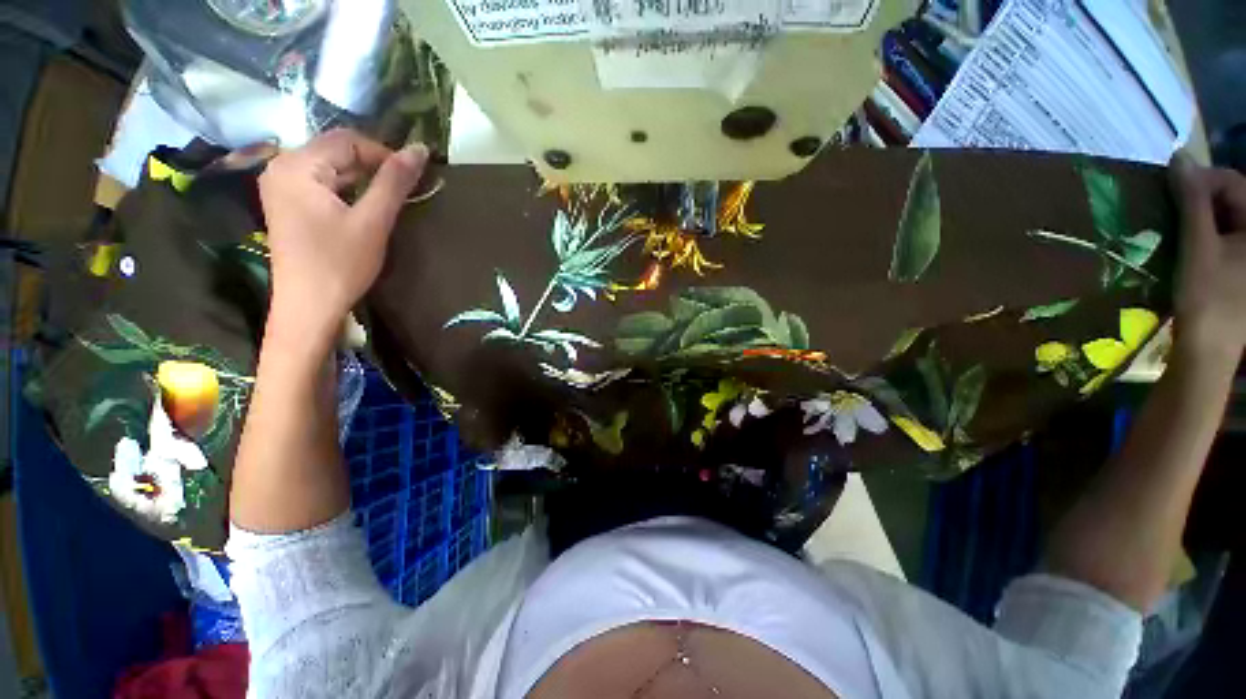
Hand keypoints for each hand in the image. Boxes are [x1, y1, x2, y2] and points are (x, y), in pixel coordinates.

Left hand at [258, 129, 426, 340]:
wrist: (309, 306)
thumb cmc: (340, 264)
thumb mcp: (373, 222)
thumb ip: (394, 183)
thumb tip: (419, 149)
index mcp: (297, 165)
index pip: (347, 141)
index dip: (384, 154)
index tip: (413, 179)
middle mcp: (282, 167)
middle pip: (336, 151)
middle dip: (374, 167)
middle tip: (406, 190)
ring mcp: (281, 186)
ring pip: (331, 167)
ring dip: (363, 179)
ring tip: (390, 200)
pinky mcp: (288, 203)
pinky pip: (323, 184)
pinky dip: (348, 190)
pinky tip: (364, 207)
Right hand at [1170, 154, 1245, 365]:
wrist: (1209, 351)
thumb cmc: (1208, 297)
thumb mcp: (1198, 246)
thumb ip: (1191, 200)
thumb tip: (1179, 158)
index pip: (1233, 182)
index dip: (1201, 180)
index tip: (1169, 191)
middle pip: (1234, 201)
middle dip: (1201, 202)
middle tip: (1171, 213)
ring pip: (1229, 220)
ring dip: (1202, 220)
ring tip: (1178, 231)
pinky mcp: (1243, 271)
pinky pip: (1228, 239)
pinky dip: (1208, 237)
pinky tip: (1192, 249)